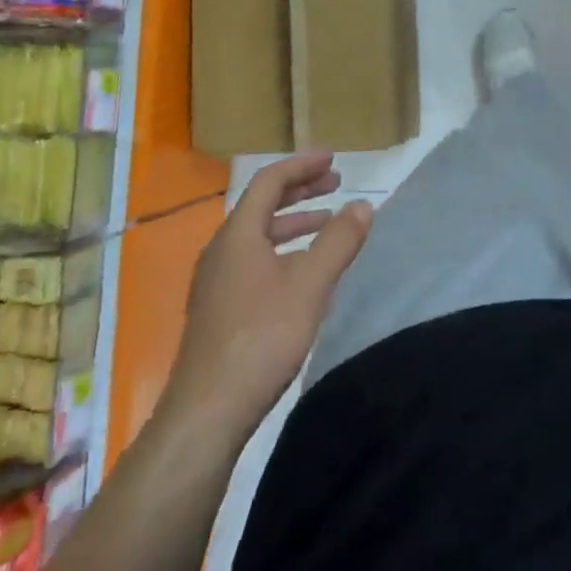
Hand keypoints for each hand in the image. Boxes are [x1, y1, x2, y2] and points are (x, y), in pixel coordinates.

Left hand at [164, 153, 372, 439]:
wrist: (207, 411)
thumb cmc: (261, 337)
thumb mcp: (310, 285)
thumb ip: (338, 241)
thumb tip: (362, 205)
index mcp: (238, 234)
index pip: (269, 182)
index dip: (302, 165)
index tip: (333, 158)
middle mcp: (221, 250)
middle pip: (261, 205)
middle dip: (300, 190)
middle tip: (335, 184)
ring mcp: (216, 281)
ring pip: (258, 235)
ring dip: (293, 222)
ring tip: (327, 223)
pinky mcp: (218, 308)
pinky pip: (253, 259)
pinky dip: (282, 249)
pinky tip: (302, 271)